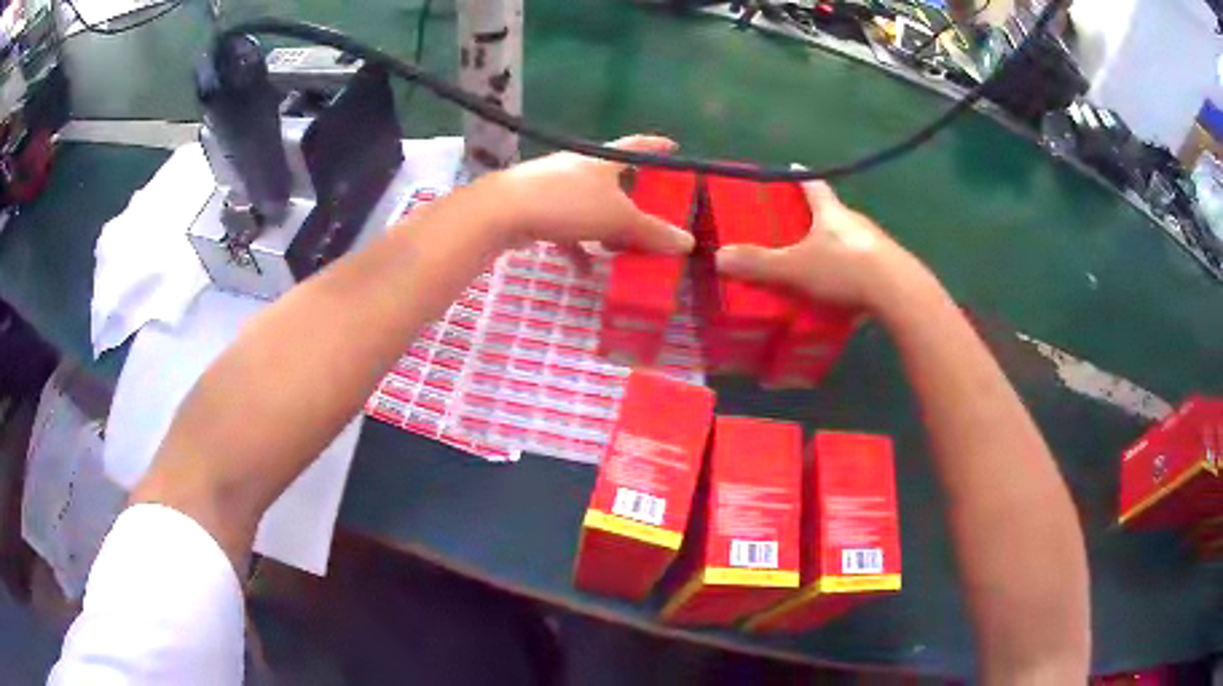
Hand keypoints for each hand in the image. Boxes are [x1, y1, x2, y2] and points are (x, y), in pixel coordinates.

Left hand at [479, 135, 695, 258]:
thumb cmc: (567, 204)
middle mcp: (577, 166)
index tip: (674, 147)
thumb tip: (688, 243)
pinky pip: (564, 226)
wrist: (502, 212)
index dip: (657, 146)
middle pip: (612, 179)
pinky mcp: (533, 207)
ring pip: (587, 205)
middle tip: (649, 215)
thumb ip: (652, 231)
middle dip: (631, 198)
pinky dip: (576, 245)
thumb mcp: (617, 219)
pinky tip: (583, 269)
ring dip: (604, 227)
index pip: (637, 146)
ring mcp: (552, 186)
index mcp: (602, 160)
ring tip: (618, 250)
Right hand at [715, 177, 934, 316]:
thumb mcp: (794, 268)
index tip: (794, 168)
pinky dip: (853, 274)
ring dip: (837, 248)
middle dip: (817, 219)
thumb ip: (759, 264)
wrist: (898, 294)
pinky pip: (866, 266)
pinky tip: (846, 295)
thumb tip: (718, 257)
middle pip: (834, 214)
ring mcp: (877, 245)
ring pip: (851, 241)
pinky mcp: (892, 269)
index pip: (814, 186)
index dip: (801, 177)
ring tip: (820, 267)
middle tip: (798, 229)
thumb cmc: (844, 270)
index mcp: (832, 213)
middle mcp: (856, 223)